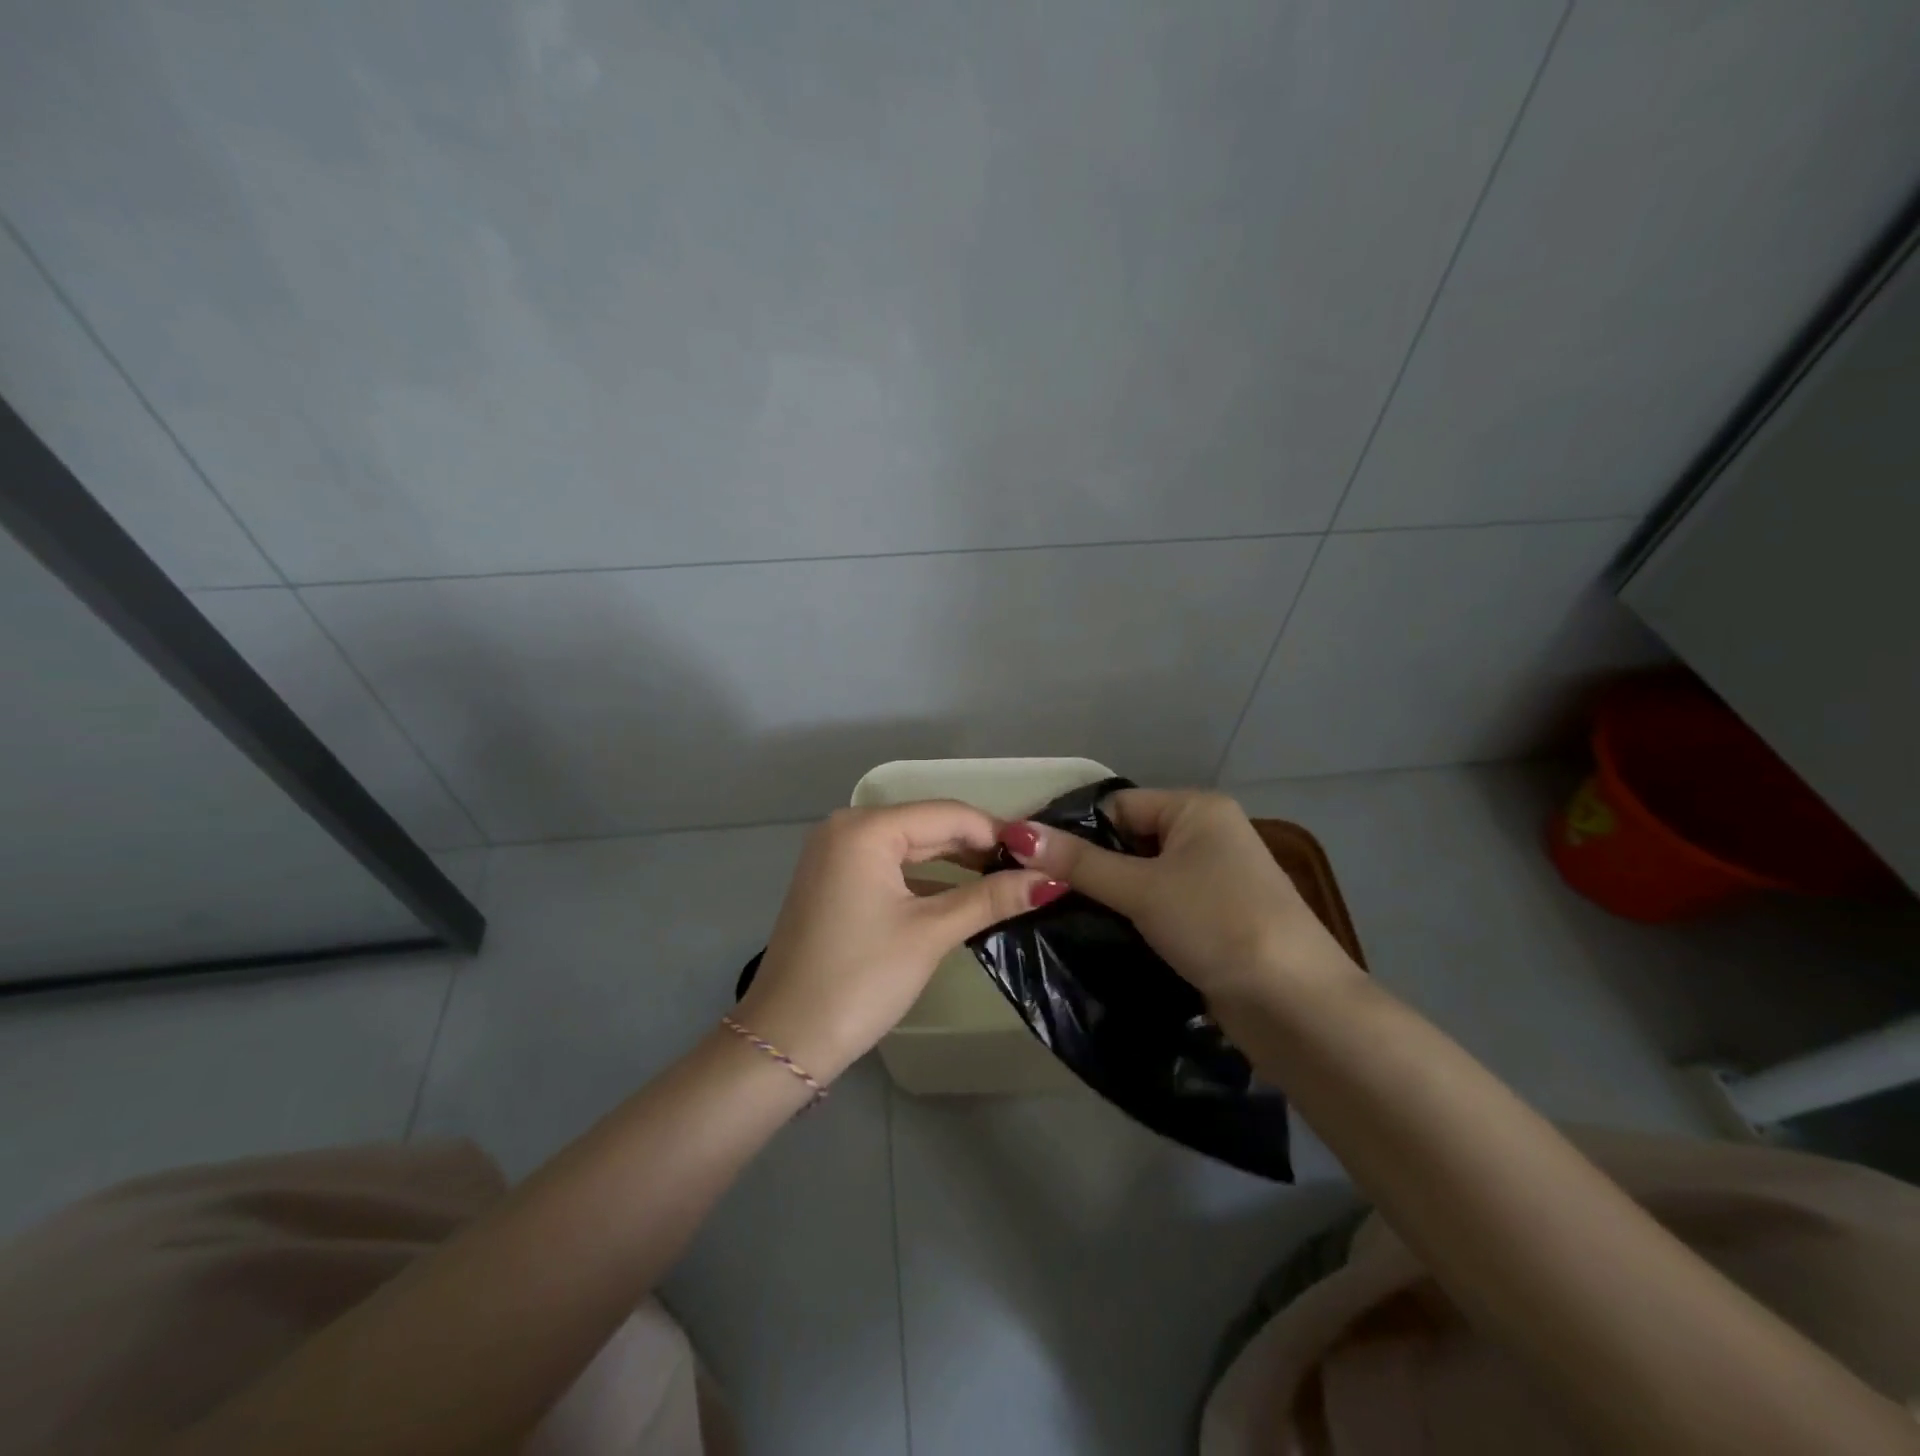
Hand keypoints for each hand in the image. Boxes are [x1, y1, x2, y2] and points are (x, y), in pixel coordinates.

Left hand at [737, 802, 1066, 1082]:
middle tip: (1032, 872)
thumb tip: (1052, 880)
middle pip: (928, 827)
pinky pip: (891, 867)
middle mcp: (846, 828)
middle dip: (979, 849)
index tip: (1043, 856)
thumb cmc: (860, 979)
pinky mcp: (834, 882)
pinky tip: (962, 896)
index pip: (948, 814)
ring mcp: (836, 855)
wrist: (786, 1039)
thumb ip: (990, 899)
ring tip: (1007, 884)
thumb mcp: (930, 933)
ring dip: (955, 864)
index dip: (997, 833)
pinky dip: (926, 880)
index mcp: (866, 829)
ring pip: (910, 848)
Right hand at [997, 788, 1356, 1005]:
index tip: (1028, 861)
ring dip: (1108, 897)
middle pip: (1128, 841)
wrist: (1295, 1005)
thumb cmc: (1217, 924)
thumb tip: (1015, 832)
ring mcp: (1213, 880)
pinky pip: (1159, 906)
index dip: (1073, 832)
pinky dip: (1132, 918)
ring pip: (1141, 878)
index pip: (1117, 806)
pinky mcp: (1213, 920)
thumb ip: (1078, 862)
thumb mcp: (1141, 889)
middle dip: (1089, 868)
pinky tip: (1098, 936)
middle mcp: (1207, 835)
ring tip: (1058, 916)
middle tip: (1040, 893)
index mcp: (1196, 809)